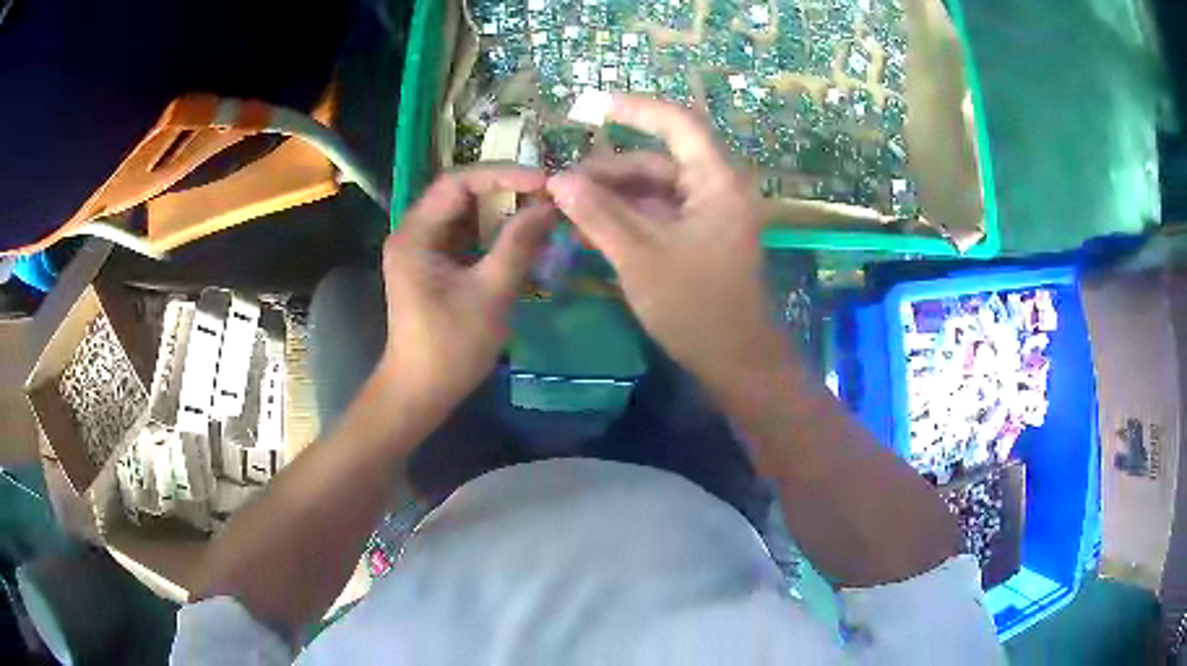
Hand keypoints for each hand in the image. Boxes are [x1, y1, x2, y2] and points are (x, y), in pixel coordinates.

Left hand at [379, 166, 555, 413]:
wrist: (420, 392)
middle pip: (459, 193)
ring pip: (464, 213)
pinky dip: (493, 231)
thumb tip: (550, 206)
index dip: (503, 174)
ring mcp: (421, 248)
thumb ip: (519, 244)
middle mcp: (413, 232)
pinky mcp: (432, 265)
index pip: (458, 182)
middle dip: (505, 189)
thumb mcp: (490, 293)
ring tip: (541, 208)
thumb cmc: (450, 348)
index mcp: (415, 234)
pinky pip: (465, 235)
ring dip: (501, 209)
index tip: (544, 182)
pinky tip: (522, 234)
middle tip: (548, 192)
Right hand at [547, 95, 789, 392]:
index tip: (591, 107)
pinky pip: (660, 213)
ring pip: (656, 189)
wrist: (736, 361)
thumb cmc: (696, 308)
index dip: (636, 109)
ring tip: (569, 208)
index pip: (678, 124)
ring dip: (614, 196)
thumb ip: (599, 214)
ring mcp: (711, 214)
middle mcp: (718, 189)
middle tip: (563, 186)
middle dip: (610, 170)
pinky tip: (593, 226)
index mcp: (718, 182)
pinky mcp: (701, 237)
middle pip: (659, 161)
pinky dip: (628, 216)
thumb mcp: (640, 258)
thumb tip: (559, 180)